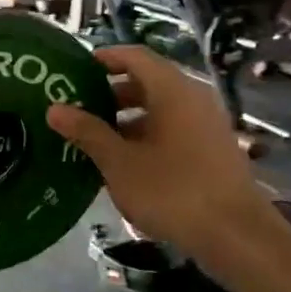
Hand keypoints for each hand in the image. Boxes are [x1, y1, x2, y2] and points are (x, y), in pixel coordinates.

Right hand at [45, 46, 271, 256]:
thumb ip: (87, 132)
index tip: (75, 70)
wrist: (235, 235)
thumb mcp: (119, 163)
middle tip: (78, 108)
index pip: (135, 56)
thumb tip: (54, 109)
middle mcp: (194, 98)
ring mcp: (207, 124)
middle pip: (148, 82)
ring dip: (127, 118)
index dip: (105, 58)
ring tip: (95, 138)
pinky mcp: (213, 149)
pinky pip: (174, 128)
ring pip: (161, 108)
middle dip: (111, 92)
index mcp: (172, 90)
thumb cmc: (172, 191)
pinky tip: (125, 162)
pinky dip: (147, 135)